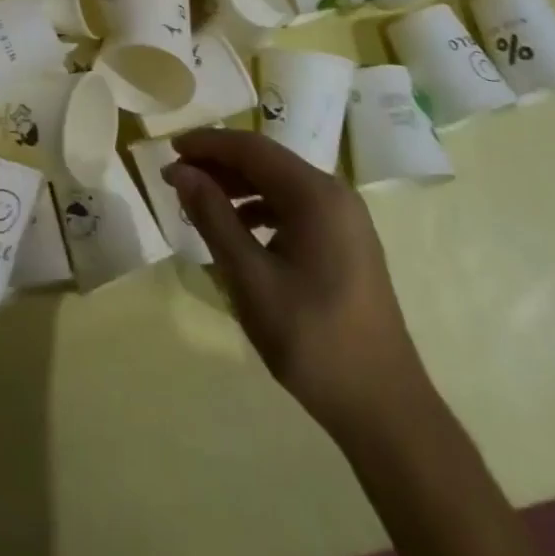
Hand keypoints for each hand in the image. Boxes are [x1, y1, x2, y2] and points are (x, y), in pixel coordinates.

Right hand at [165, 128, 425, 425]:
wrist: (386, 410)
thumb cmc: (313, 341)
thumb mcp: (251, 280)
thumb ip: (214, 218)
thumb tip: (182, 172)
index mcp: (316, 195)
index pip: (251, 148)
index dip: (207, 144)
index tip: (168, 152)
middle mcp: (335, 194)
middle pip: (267, 162)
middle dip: (219, 164)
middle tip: (176, 178)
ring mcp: (345, 218)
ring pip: (280, 184)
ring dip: (238, 186)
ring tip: (199, 203)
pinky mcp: (347, 242)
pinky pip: (295, 207)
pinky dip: (261, 209)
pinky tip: (239, 231)